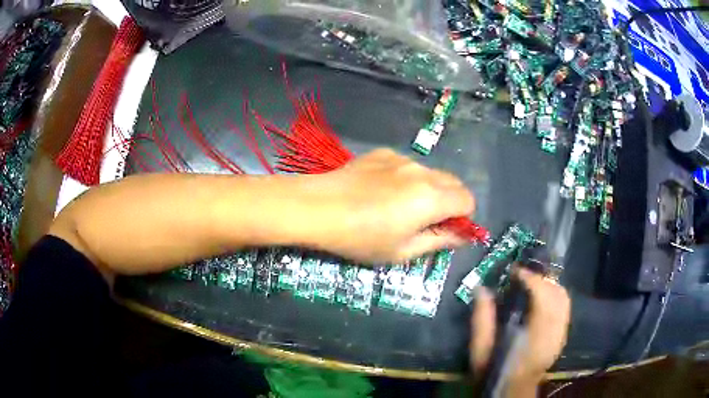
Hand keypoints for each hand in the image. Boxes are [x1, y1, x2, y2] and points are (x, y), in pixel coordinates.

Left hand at [306, 148, 474, 263]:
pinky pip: (406, 166)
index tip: (445, 230)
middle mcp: (422, 172)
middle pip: (454, 182)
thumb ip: (438, 241)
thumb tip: (460, 236)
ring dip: (427, 189)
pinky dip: (405, 179)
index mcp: (433, 197)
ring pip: (430, 173)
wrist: (318, 207)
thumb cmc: (361, 238)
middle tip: (426, 221)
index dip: (463, 218)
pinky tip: (379, 191)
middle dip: (449, 202)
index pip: (468, 200)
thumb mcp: (402, 251)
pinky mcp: (382, 153)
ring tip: (397, 206)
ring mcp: (401, 159)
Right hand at [470, 268, 570, 391]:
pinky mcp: (562, 335)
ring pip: (563, 298)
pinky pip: (564, 307)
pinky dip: (554, 295)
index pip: (542, 296)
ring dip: (549, 285)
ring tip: (531, 283)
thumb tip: (480, 288)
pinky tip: (541, 298)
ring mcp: (561, 334)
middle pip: (556, 293)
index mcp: (534, 336)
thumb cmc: (494, 371)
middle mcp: (553, 332)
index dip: (530, 279)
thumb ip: (481, 319)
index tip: (514, 271)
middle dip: (541, 279)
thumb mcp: (480, 350)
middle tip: (522, 275)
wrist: (512, 390)